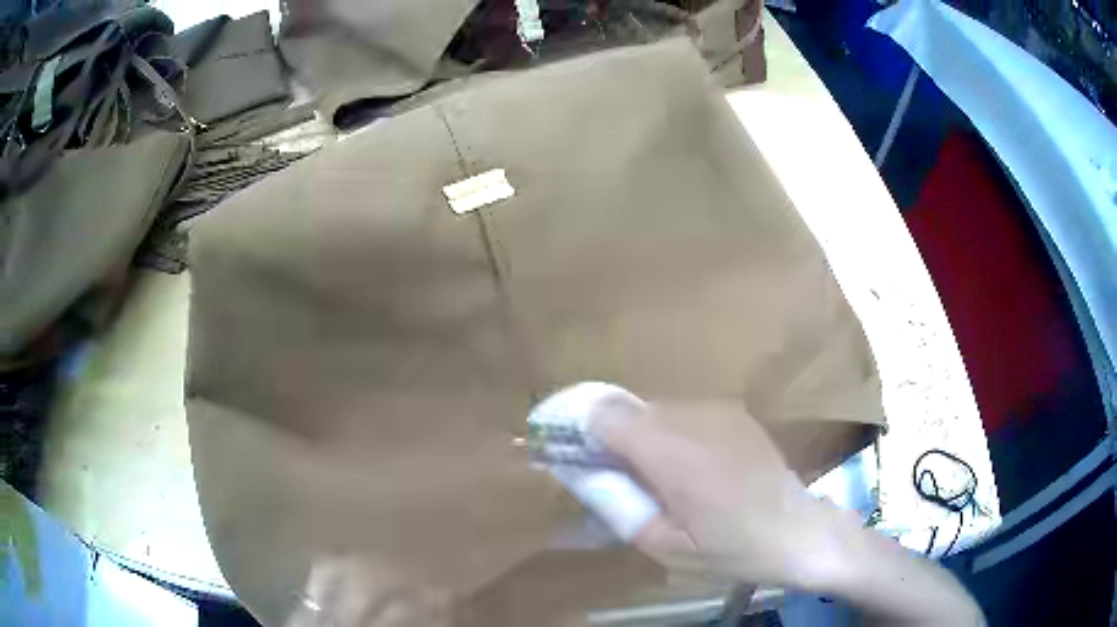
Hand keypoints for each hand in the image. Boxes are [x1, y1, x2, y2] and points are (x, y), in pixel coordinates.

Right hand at [590, 398, 984, 624]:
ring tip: (647, 476)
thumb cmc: (733, 549)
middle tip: (603, 472)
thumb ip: (618, 504)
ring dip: (637, 435)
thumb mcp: (665, 546)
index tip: (561, 446)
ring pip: (655, 409)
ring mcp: (720, 412)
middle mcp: (696, 419)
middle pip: (628, 408)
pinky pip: (682, 414)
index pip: (608, 415)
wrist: (801, 532)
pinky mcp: (734, 414)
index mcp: (676, 457)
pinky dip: (666, 434)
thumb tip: (582, 473)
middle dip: (604, 433)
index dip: (577, 424)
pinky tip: (683, 468)